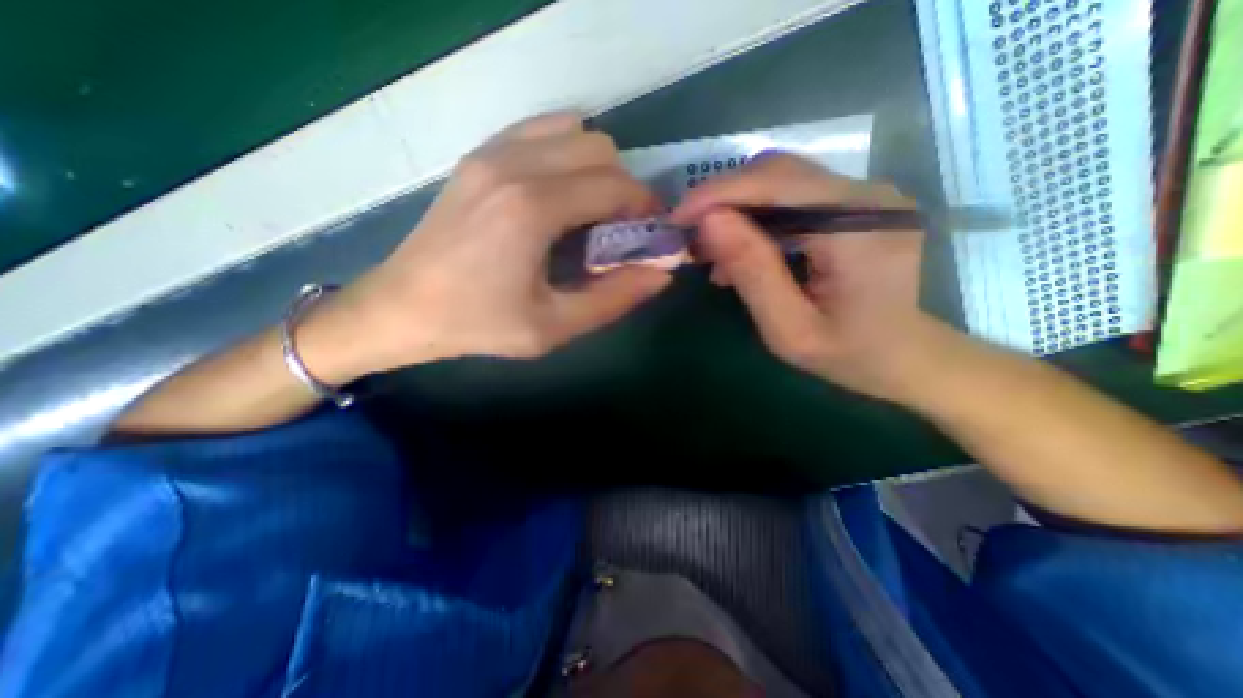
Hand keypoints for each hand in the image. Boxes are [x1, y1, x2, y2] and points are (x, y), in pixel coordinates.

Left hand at [303, 114, 670, 383]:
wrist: (402, 307)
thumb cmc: (479, 323)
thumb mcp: (554, 326)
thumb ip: (614, 299)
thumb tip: (661, 273)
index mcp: (534, 208)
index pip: (615, 186)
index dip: (645, 207)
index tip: (651, 233)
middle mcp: (515, 165)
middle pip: (600, 149)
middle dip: (624, 187)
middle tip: (620, 229)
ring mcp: (492, 153)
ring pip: (573, 132)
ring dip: (596, 169)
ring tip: (590, 212)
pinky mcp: (479, 156)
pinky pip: (540, 132)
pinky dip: (565, 154)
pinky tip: (560, 194)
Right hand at [677, 153, 948, 401]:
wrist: (905, 356)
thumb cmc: (848, 354)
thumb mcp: (789, 328)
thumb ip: (751, 272)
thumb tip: (709, 221)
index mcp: (859, 228)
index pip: (777, 183)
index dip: (719, 193)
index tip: (677, 217)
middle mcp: (869, 196)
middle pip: (778, 173)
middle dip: (723, 199)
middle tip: (691, 237)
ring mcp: (866, 195)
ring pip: (781, 181)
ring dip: (737, 208)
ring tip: (713, 250)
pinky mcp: (855, 204)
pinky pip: (793, 196)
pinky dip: (757, 217)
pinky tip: (743, 248)